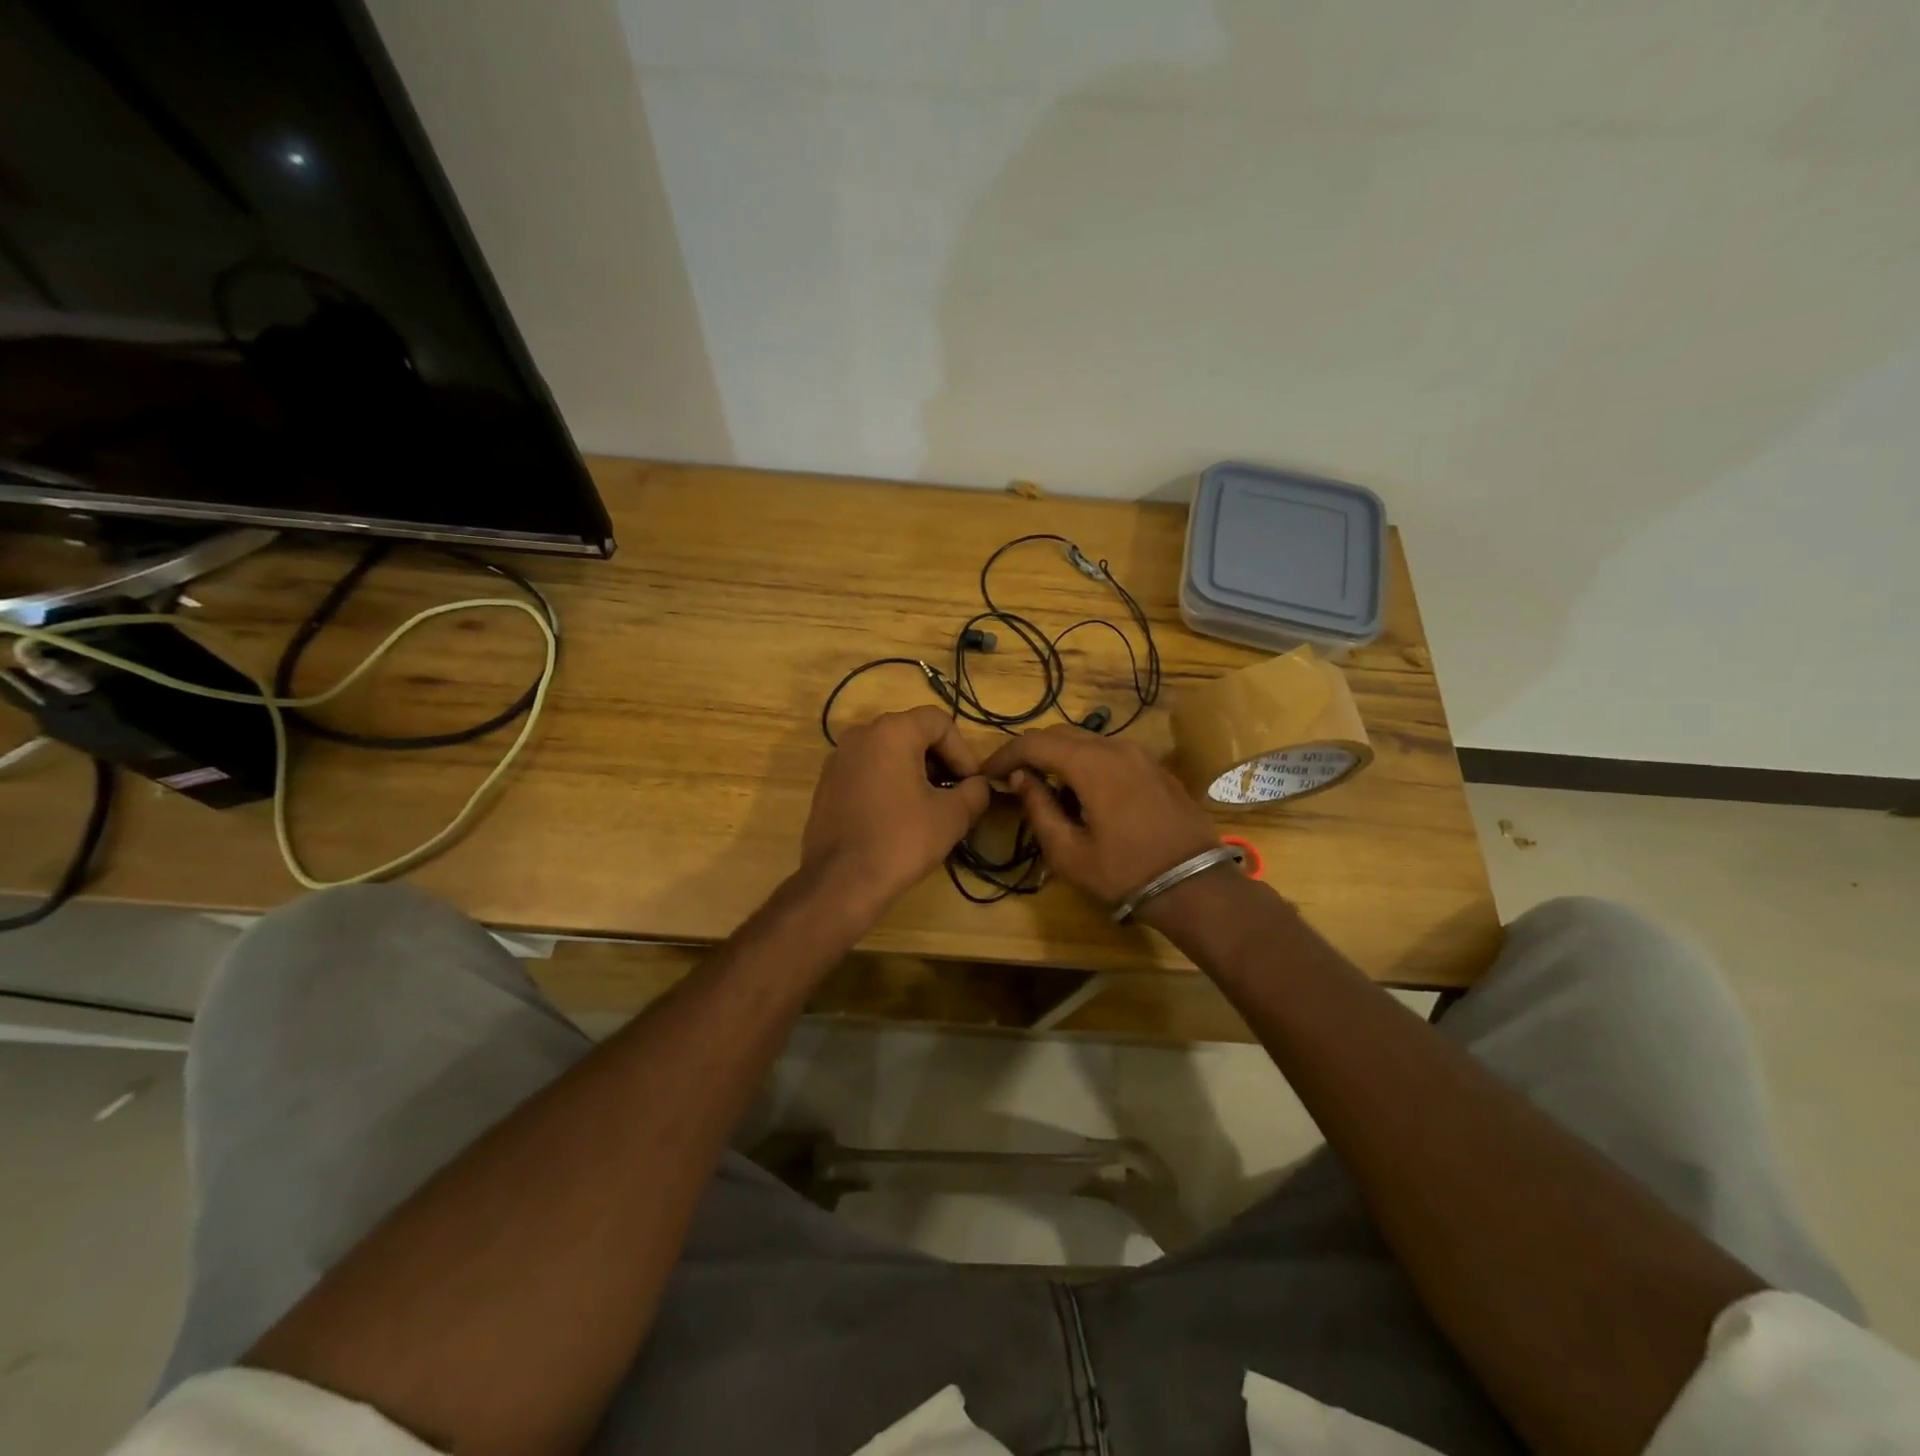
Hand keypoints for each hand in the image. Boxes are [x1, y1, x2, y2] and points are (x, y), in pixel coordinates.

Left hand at [801, 707, 989, 917]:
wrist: (840, 882)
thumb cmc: (901, 840)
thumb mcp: (953, 816)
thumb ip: (975, 791)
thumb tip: (978, 786)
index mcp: (891, 731)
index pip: (939, 722)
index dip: (963, 751)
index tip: (970, 784)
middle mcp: (860, 735)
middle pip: (912, 733)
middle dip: (940, 761)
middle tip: (954, 795)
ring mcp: (838, 759)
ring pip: (889, 753)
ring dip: (915, 773)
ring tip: (928, 808)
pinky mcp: (827, 784)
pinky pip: (868, 772)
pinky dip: (889, 784)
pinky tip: (897, 818)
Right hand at [980, 726, 1219, 908]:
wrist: (1196, 885)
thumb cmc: (1125, 872)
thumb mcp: (1069, 852)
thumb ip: (1038, 808)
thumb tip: (1020, 778)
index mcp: (1091, 764)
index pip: (1034, 743)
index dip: (1005, 754)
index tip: (986, 773)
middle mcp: (1115, 747)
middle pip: (1060, 735)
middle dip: (1030, 752)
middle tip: (1010, 777)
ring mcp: (1140, 755)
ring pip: (1087, 741)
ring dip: (1059, 757)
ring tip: (1043, 785)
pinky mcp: (1155, 769)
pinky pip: (1110, 754)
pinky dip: (1086, 763)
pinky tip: (1082, 792)